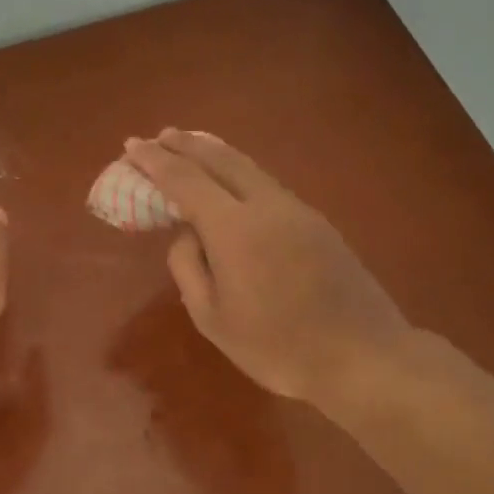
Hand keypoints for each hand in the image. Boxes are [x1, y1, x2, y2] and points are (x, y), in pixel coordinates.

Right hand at [124, 130, 410, 409]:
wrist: (362, 357)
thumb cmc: (277, 347)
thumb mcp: (213, 319)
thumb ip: (189, 268)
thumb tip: (186, 234)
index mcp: (235, 229)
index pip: (185, 180)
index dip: (155, 161)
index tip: (132, 146)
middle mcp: (266, 206)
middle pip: (221, 159)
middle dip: (186, 145)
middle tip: (160, 136)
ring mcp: (298, 211)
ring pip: (249, 167)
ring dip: (215, 154)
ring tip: (190, 147)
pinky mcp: (317, 223)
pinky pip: (267, 184)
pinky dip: (239, 172)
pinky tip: (232, 181)